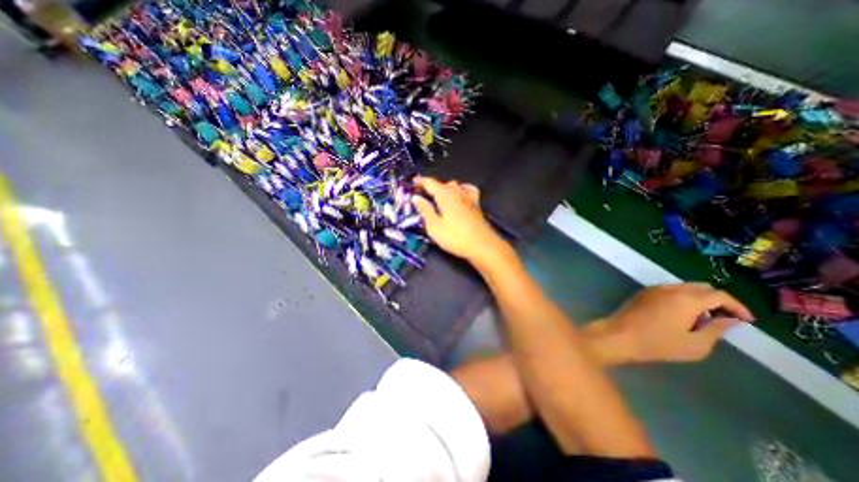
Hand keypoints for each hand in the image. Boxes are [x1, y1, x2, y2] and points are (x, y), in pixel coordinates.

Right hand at [411, 176, 508, 264]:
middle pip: (442, 184)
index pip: (430, 183)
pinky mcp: (476, 205)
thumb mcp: (434, 226)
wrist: (482, 245)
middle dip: (431, 186)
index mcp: (445, 196)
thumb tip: (416, 198)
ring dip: (444, 188)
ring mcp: (469, 198)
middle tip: (422, 194)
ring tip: (438, 196)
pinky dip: (461, 189)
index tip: (413, 182)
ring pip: (455, 186)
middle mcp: (457, 193)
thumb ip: (425, 210)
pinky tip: (460, 194)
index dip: (420, 181)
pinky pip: (468, 190)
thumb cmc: (455, 238)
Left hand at [588, 280, 753, 363]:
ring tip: (702, 319)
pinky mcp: (642, 293)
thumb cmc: (658, 343)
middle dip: (718, 301)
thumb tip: (730, 319)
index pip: (720, 295)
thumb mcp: (695, 344)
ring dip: (699, 299)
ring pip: (684, 287)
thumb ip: (717, 329)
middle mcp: (670, 288)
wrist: (619, 335)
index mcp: (686, 298)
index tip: (746, 320)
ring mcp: (653, 288)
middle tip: (724, 319)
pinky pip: (669, 290)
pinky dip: (681, 298)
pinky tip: (681, 315)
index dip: (737, 306)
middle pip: (702, 287)